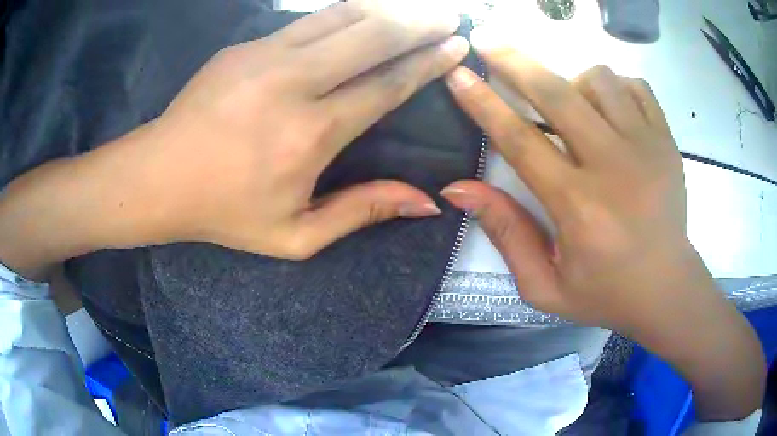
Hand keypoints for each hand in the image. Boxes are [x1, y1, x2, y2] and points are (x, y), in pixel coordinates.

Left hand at [0, 0, 469, 277]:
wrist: (158, 177)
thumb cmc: (224, 212)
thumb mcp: (296, 236)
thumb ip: (362, 212)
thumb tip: (426, 202)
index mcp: (311, 134)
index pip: (387, 85)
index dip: (427, 63)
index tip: (455, 46)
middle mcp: (294, 83)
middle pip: (372, 37)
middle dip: (417, 23)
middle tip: (448, 16)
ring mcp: (265, 55)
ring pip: (341, 17)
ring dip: (384, 9)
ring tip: (414, 7)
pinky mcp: (245, 46)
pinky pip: (307, 21)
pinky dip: (344, 14)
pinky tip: (362, 13)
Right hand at [440, 32, 763, 419]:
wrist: (667, 289)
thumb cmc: (605, 293)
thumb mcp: (544, 286)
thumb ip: (505, 234)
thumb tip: (458, 188)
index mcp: (579, 207)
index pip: (519, 140)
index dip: (483, 102)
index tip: (458, 75)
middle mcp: (613, 167)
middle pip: (556, 93)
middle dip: (514, 61)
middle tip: (488, 43)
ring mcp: (646, 147)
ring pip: (599, 79)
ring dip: (572, 82)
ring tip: (569, 105)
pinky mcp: (667, 141)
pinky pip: (634, 86)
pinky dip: (613, 87)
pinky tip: (608, 110)